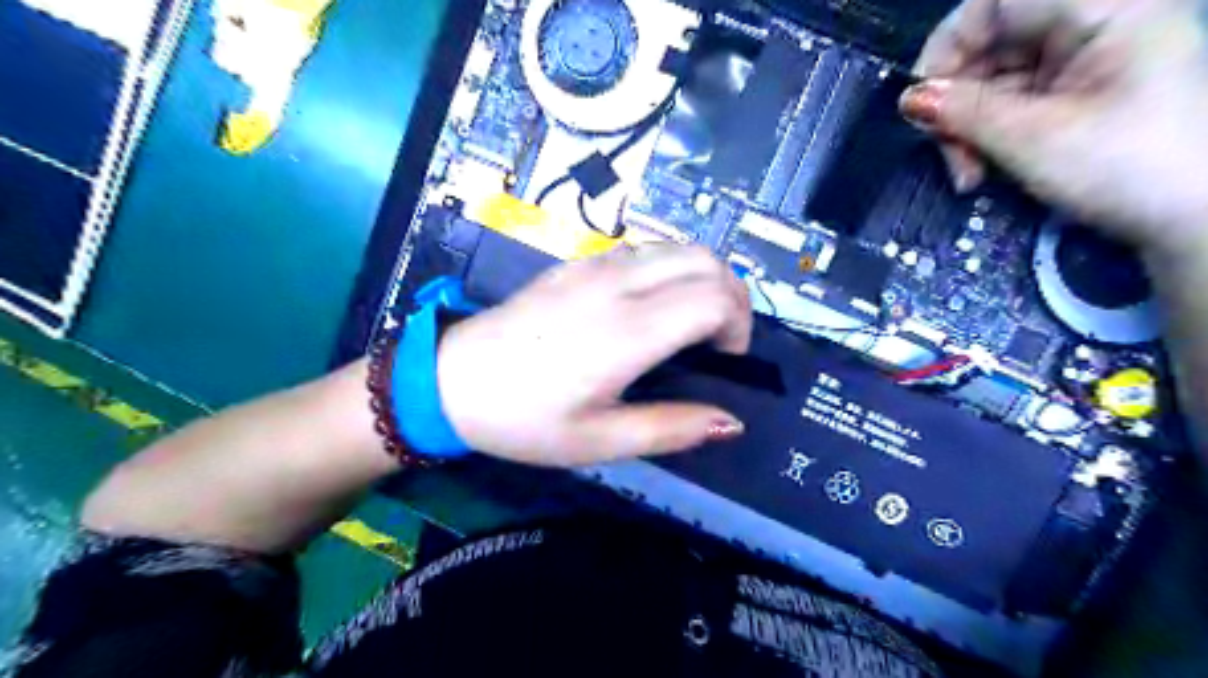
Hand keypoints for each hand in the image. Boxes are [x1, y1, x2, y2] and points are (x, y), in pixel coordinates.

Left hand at [434, 247, 750, 468]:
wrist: (452, 380)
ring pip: (679, 247)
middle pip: (707, 260)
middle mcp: (618, 285)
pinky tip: (651, 307)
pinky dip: (671, 269)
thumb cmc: (526, 419)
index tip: (724, 361)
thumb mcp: (600, 441)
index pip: (715, 297)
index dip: (738, 326)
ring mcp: (596, 265)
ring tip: (691, 323)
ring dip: (703, 278)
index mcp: (628, 331)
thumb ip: (671, 429)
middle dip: (732, 296)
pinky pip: (646, 250)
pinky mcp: (579, 262)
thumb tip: (731, 421)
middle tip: (718, 341)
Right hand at [902, 0, 1207, 254]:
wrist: (1196, 217)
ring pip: (993, 79)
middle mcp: (1091, 22)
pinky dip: (987, 135)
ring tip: (968, 175)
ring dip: (966, 128)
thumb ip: (963, 112)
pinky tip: (982, 170)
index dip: (947, 46)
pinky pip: (1011, 101)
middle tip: (946, 154)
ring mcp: (1084, 58)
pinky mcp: (1077, 91)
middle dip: (955, 103)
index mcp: (1100, 8)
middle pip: (989, 45)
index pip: (994, 2)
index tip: (921, 102)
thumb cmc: (1124, 167)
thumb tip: (908, 99)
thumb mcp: (1031, 138)